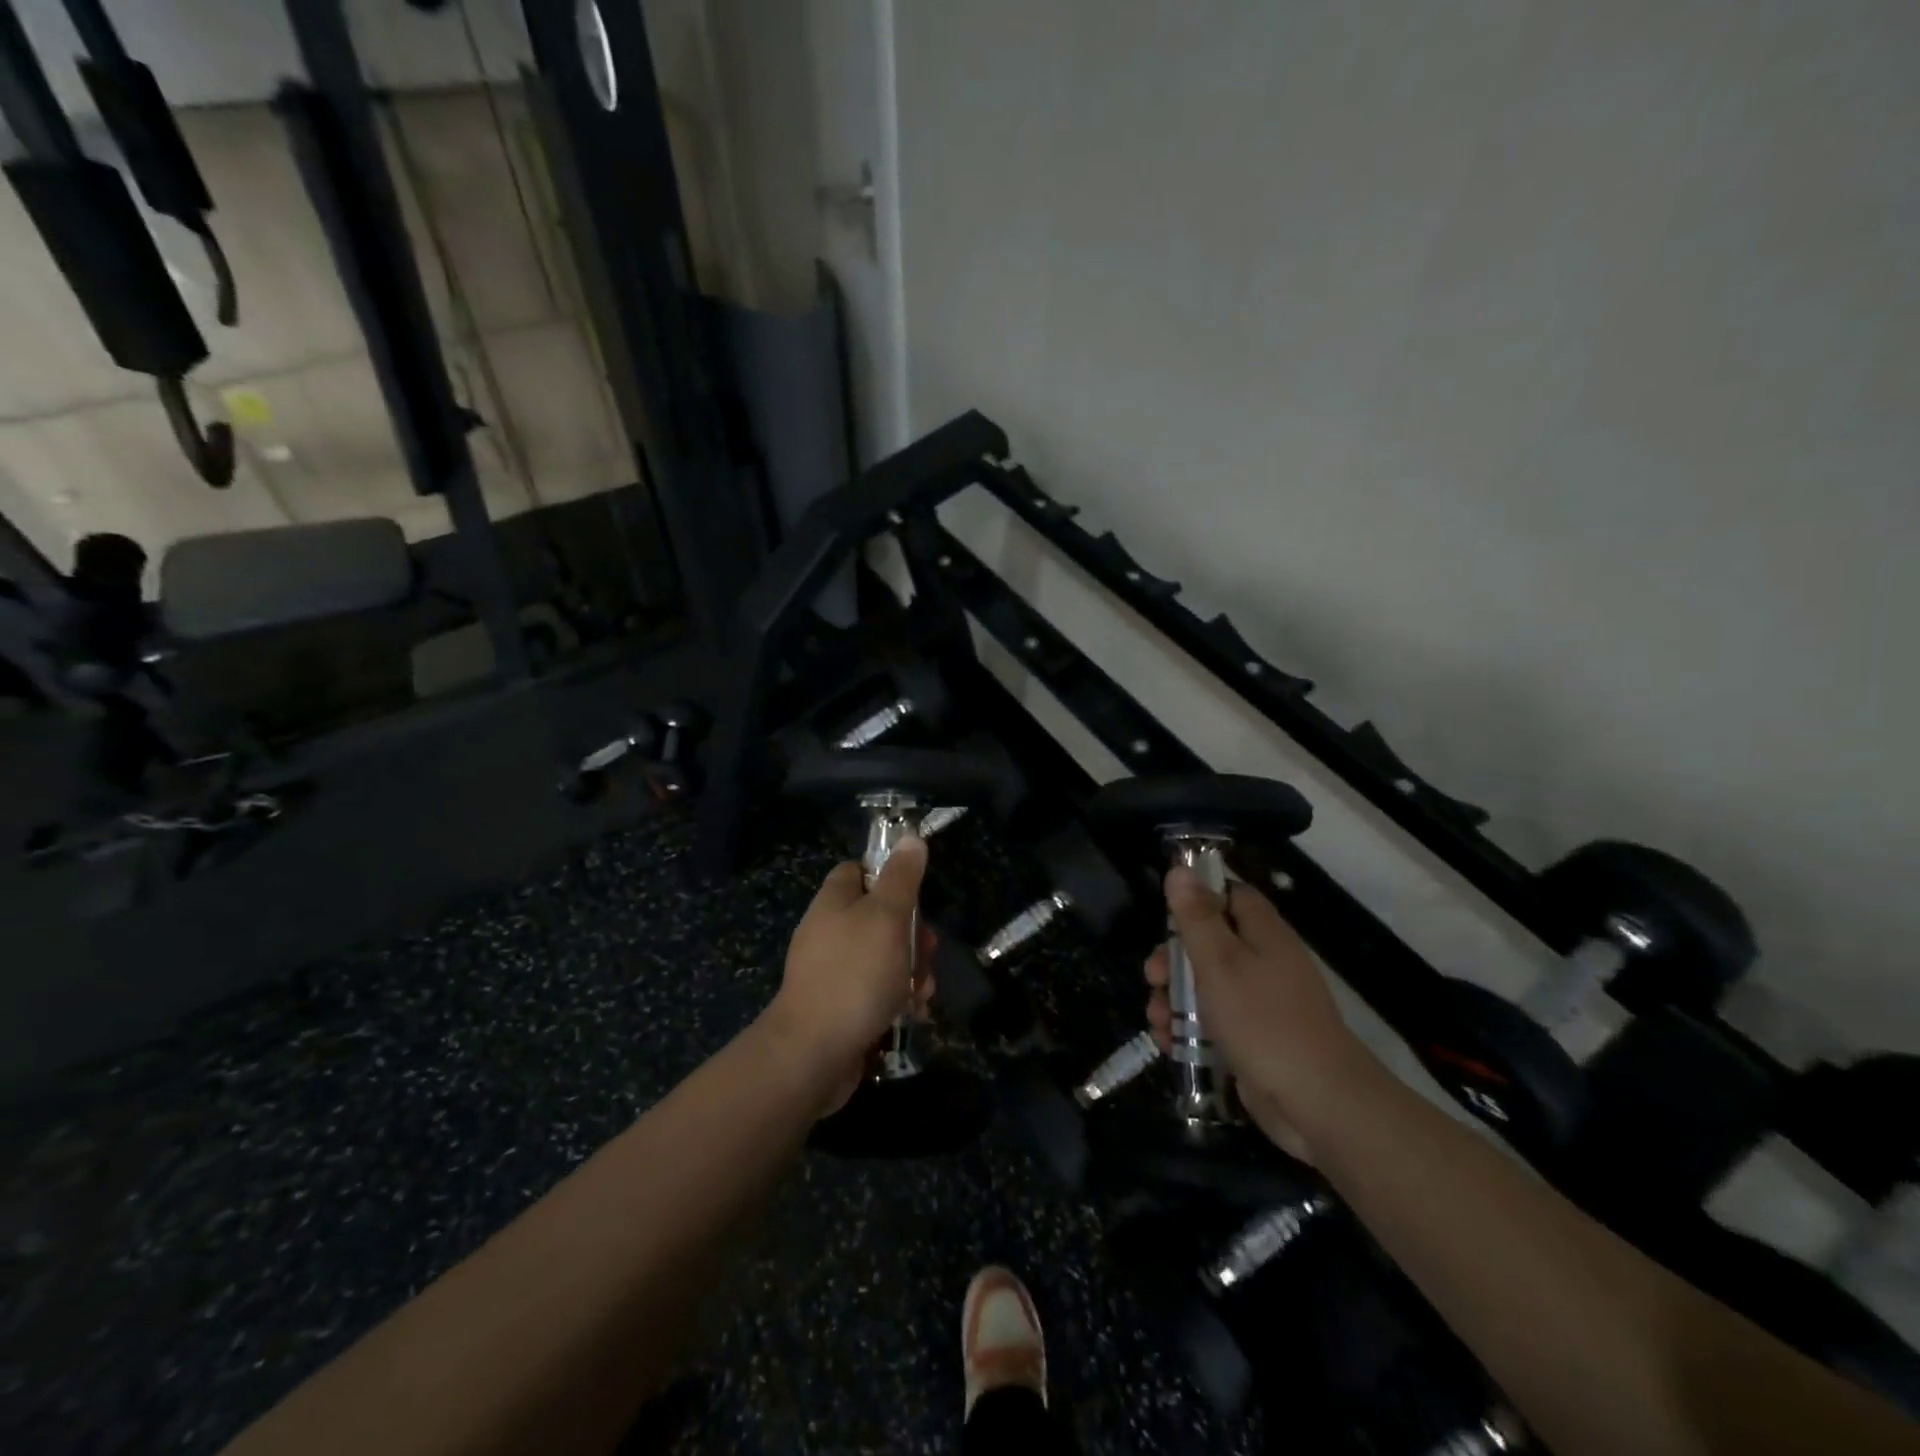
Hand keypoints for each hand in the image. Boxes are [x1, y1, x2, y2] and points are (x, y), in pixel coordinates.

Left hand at [768, 839, 935, 1113]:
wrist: (813, 1053)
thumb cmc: (854, 974)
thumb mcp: (887, 916)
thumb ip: (902, 877)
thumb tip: (910, 837)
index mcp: (834, 902)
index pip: (858, 871)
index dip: (888, 875)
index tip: (915, 894)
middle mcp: (829, 932)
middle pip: (878, 916)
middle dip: (912, 933)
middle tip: (929, 949)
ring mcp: (832, 971)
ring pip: (883, 956)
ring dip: (911, 969)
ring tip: (924, 989)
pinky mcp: (839, 1006)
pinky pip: (875, 991)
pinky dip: (896, 997)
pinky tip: (913, 1011)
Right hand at [1145, 867, 1373, 1161]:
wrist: (1317, 1103)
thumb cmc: (1263, 1021)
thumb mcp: (1219, 962)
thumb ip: (1196, 917)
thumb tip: (1180, 870)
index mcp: (1264, 935)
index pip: (1232, 896)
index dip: (1200, 897)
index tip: (1168, 914)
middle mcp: (1265, 964)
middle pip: (1211, 945)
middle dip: (1173, 960)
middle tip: (1152, 976)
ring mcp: (1261, 1006)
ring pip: (1207, 988)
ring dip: (1174, 1000)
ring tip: (1157, 1020)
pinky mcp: (1254, 1043)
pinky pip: (1214, 1025)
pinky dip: (1189, 1031)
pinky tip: (1169, 1044)